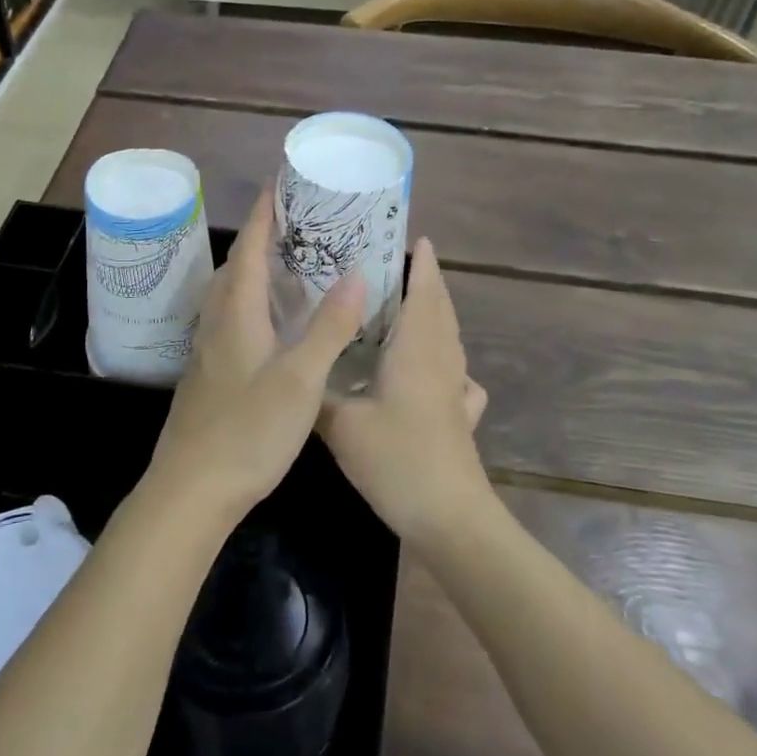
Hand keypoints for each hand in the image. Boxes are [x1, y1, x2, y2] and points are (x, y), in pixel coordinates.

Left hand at [146, 191, 364, 522]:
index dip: (264, 216)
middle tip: (295, 227)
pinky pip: (228, 320)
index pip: (250, 250)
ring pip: (229, 296)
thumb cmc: (249, 430)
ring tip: (287, 267)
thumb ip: (329, 327)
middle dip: (261, 240)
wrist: (192, 488)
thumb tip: (357, 275)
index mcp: (237, 314)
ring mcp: (207, 351)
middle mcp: (217, 323)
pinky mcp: (206, 375)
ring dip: (252, 272)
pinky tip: (269, 324)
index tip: (279, 185)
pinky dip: (249, 304)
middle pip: (236, 268)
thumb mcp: (300, 380)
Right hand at [322, 238, 492, 549]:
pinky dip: (442, 357)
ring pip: (449, 338)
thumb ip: (318, 394)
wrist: (450, 518)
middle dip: (426, 282)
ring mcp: (456, 390)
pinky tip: (429, 371)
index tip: (414, 237)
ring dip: (433, 315)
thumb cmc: (398, 460)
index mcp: (417, 350)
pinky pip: (454, 373)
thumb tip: (297, 369)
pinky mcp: (459, 416)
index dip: (423, 263)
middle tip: (396, 265)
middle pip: (440, 309)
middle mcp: (441, 361)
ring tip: (406, 306)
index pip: (425, 292)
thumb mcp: (342, 426)